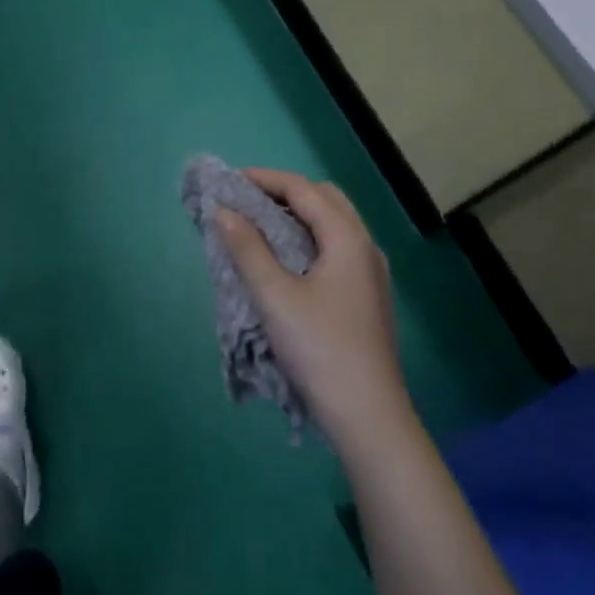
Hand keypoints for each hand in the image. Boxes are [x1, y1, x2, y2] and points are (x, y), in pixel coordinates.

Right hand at [214, 169, 411, 448]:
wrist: (368, 414)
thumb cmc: (319, 348)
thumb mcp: (274, 296)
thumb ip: (247, 249)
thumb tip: (223, 211)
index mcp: (348, 239)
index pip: (304, 190)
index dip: (265, 179)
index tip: (230, 181)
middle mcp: (365, 247)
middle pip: (325, 200)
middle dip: (285, 192)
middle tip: (246, 201)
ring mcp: (370, 273)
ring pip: (334, 224)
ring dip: (298, 215)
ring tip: (260, 226)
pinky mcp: (366, 296)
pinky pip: (336, 248)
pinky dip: (308, 238)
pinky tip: (286, 260)